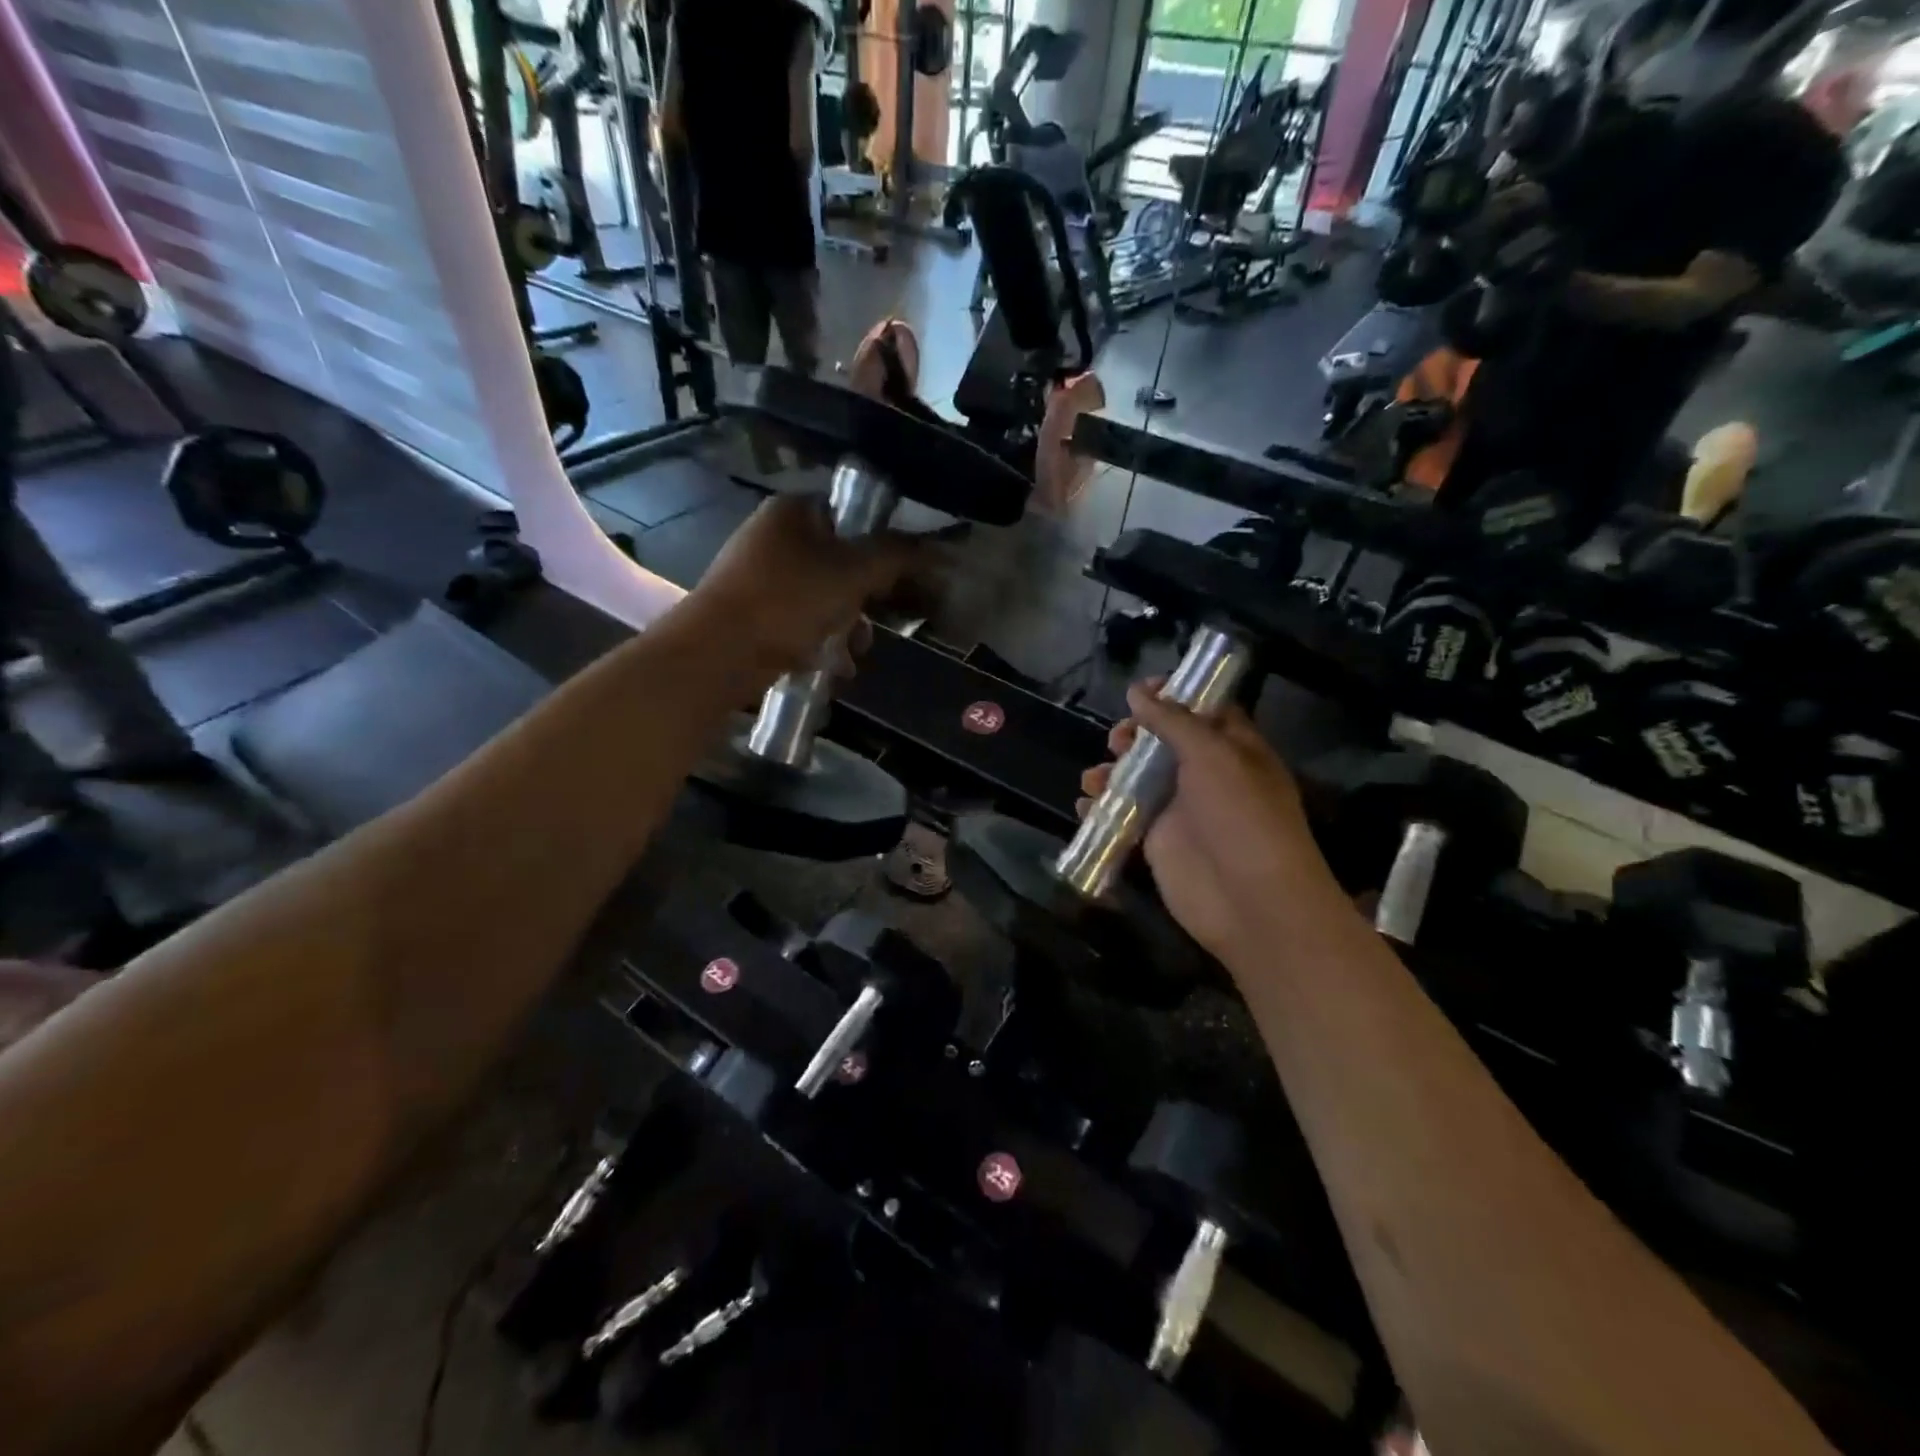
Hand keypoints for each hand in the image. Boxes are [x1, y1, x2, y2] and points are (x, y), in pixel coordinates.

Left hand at [689, 494, 920, 682]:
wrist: (717, 654)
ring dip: (846, 628)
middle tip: (876, 624)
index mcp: (793, 512)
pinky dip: (820, 643)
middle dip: (864, 601)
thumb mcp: (851, 574)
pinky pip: (801, 622)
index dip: (880, 547)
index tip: (898, 581)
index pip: (851, 516)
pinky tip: (831, 668)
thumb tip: (933, 546)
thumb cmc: (787, 602)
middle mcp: (773, 536)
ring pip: (823, 598)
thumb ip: (894, 556)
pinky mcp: (753, 614)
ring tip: (851, 656)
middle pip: (841, 563)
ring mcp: (759, 577)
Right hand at [1079, 682, 1336, 960]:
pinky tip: (1086, 805)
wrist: (1249, 900)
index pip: (1204, 710)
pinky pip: (1124, 815)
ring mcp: (1180, 810)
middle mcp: (1206, 775)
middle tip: (1118, 739)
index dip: (1173, 696)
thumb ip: (1173, 721)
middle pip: (1163, 743)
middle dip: (1135, 735)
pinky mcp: (1157, 841)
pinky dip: (1102, 808)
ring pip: (1137, 778)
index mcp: (1234, 749)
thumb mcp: (1213, 755)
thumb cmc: (1241, 816)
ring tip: (1096, 777)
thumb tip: (1138, 692)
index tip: (1139, 689)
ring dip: (1111, 771)